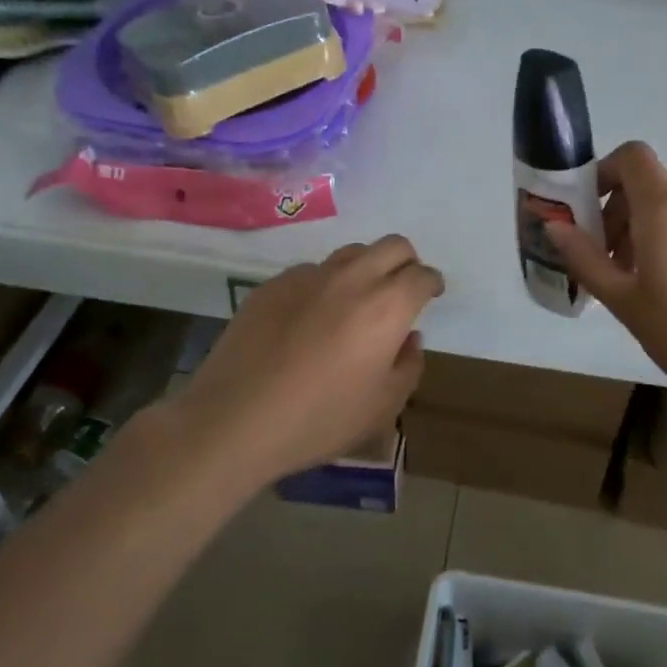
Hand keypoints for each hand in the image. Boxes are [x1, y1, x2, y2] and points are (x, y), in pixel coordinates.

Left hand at [172, 236, 443, 486]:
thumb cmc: (319, 419)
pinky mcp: (272, 285)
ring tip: (357, 302)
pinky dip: (324, 286)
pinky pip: (311, 273)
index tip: (431, 294)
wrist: (234, 420)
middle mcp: (351, 279)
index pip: (422, 275)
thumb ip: (408, 366)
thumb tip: (409, 338)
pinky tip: (310, 320)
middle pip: (392, 245)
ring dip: (366, 268)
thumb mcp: (382, 407)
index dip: (432, 282)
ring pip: (351, 253)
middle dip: (406, 262)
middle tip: (402, 290)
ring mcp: (308, 277)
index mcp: (386, 307)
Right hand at [547, 141, 666, 424]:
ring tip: (647, 281)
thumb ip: (585, 257)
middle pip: (653, 183)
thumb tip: (555, 225)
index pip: (633, 156)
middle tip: (612, 259)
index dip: (606, 172)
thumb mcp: (622, 301)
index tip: (591, 211)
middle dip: (623, 211)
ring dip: (652, 228)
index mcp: (665, 208)